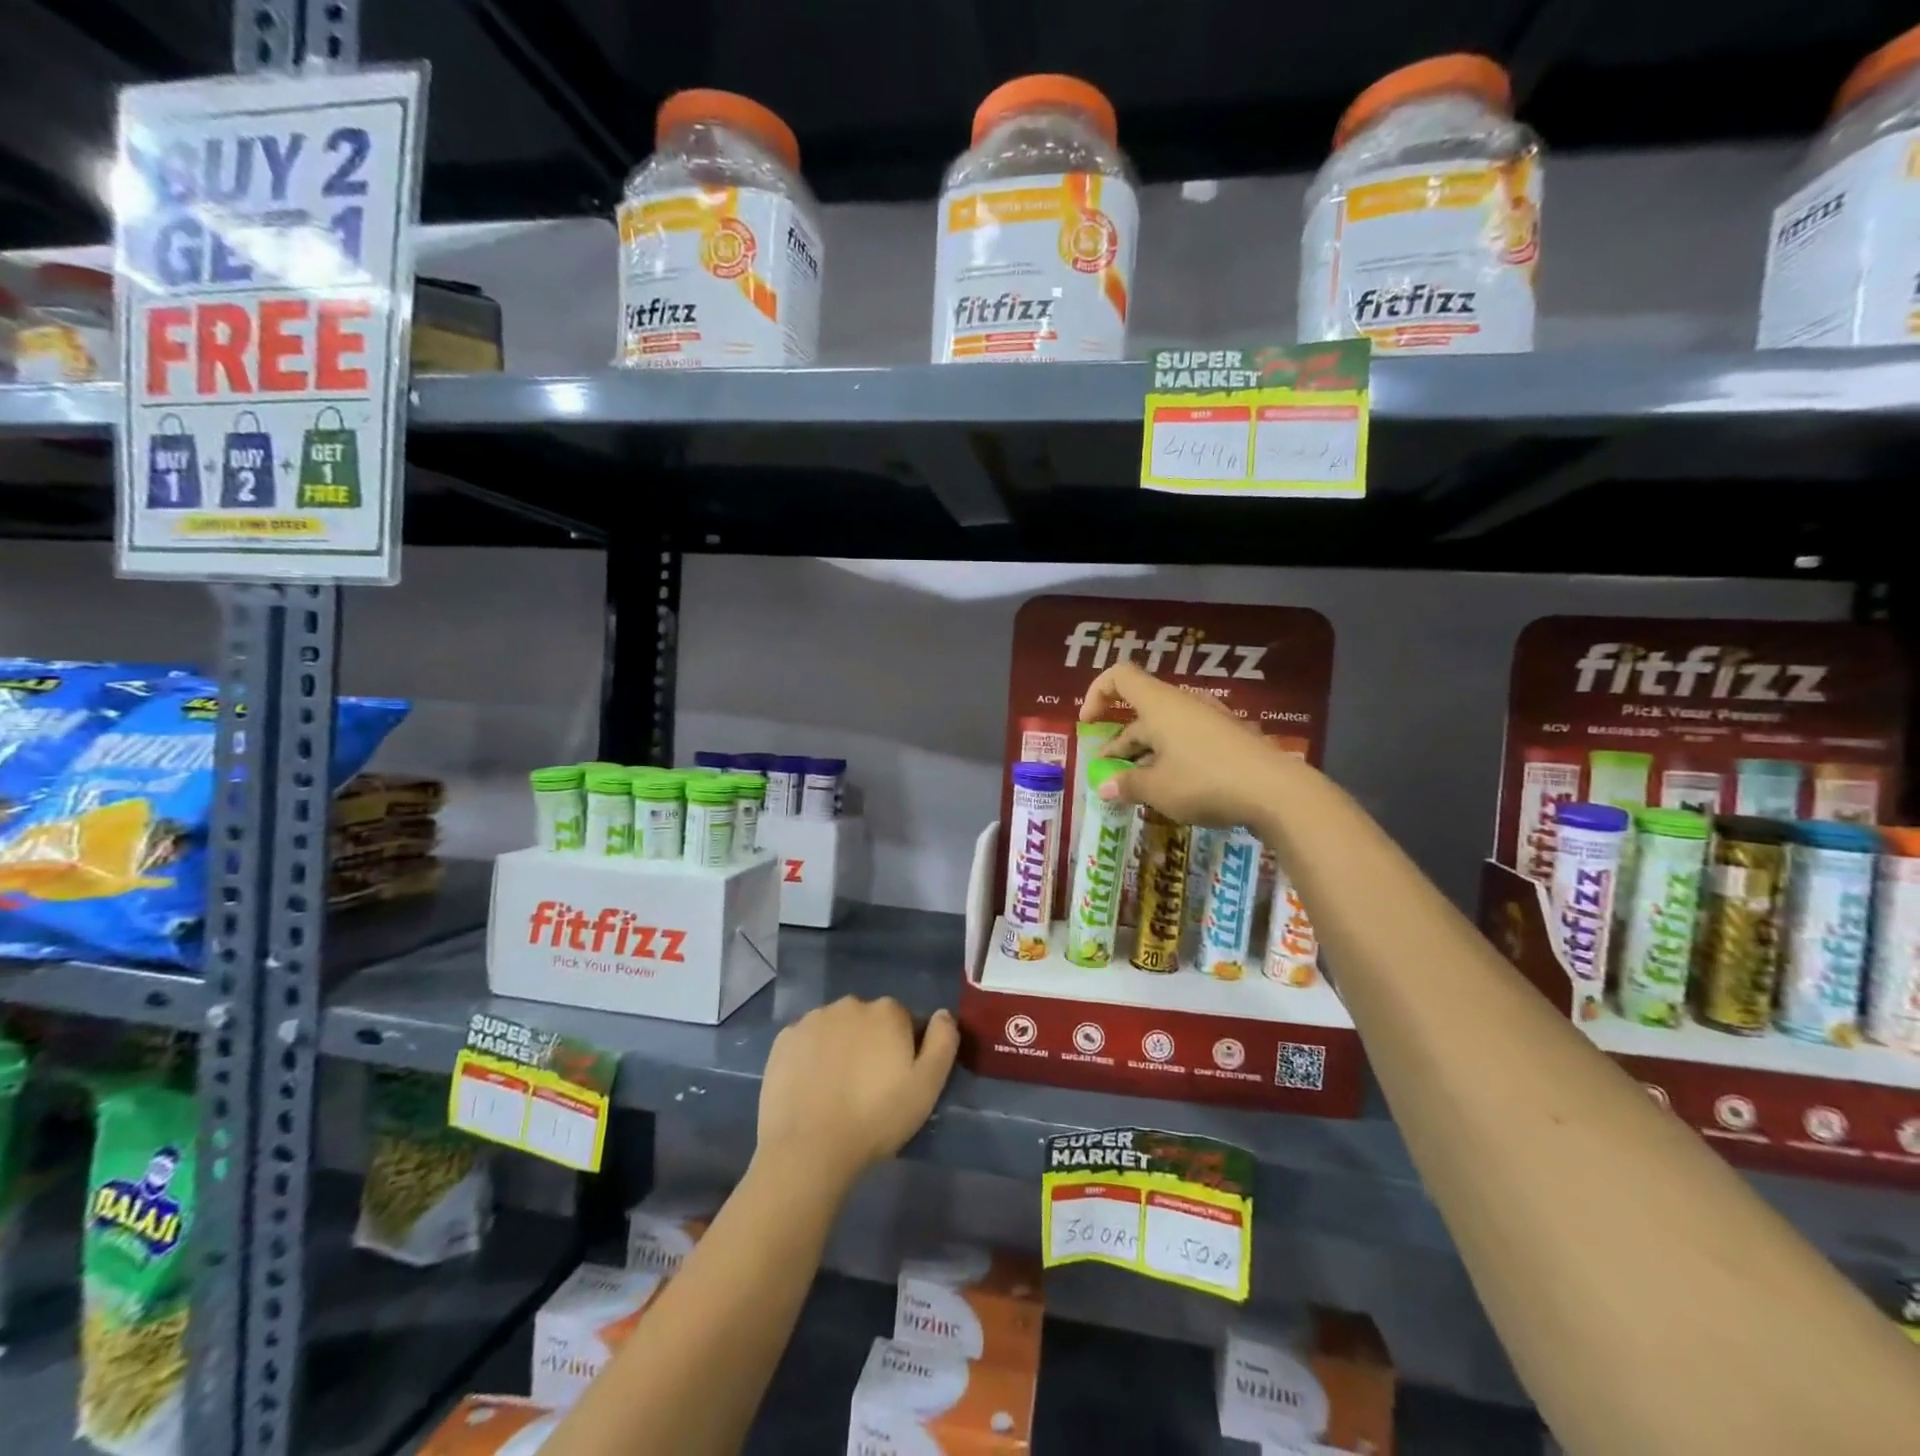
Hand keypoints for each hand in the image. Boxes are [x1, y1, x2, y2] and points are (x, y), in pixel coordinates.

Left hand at [756, 998, 958, 1190]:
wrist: (808, 1148)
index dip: (904, 1051)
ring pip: (836, 1029)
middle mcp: (850, 1004)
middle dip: (871, 1044)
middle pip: (869, 1021)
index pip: (904, 1022)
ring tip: (837, 1091)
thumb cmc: (876, 1118)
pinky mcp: (783, 1039)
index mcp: (887, 1011)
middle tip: (868, 1089)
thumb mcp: (927, 1086)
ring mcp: (812, 1019)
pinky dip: (811, 1057)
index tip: (897, 1081)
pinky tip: (811, 1088)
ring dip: (841, 1048)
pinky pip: (806, 1042)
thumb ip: (943, 1042)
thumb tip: (943, 1013)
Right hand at [1081, 662, 1282, 827]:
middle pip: (1141, 714)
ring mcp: (1210, 720)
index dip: (1097, 693)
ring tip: (1138, 789)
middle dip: (1120, 745)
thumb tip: (1104, 788)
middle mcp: (1183, 704)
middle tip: (1109, 778)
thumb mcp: (1157, 789)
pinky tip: (1173, 791)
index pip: (1119, 677)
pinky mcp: (1229, 739)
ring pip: (1165, 732)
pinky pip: (1188, 742)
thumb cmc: (1204, 781)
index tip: (1088, 724)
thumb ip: (1126, 785)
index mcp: (1159, 705)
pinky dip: (1172, 761)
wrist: (1276, 791)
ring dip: (1145, 756)